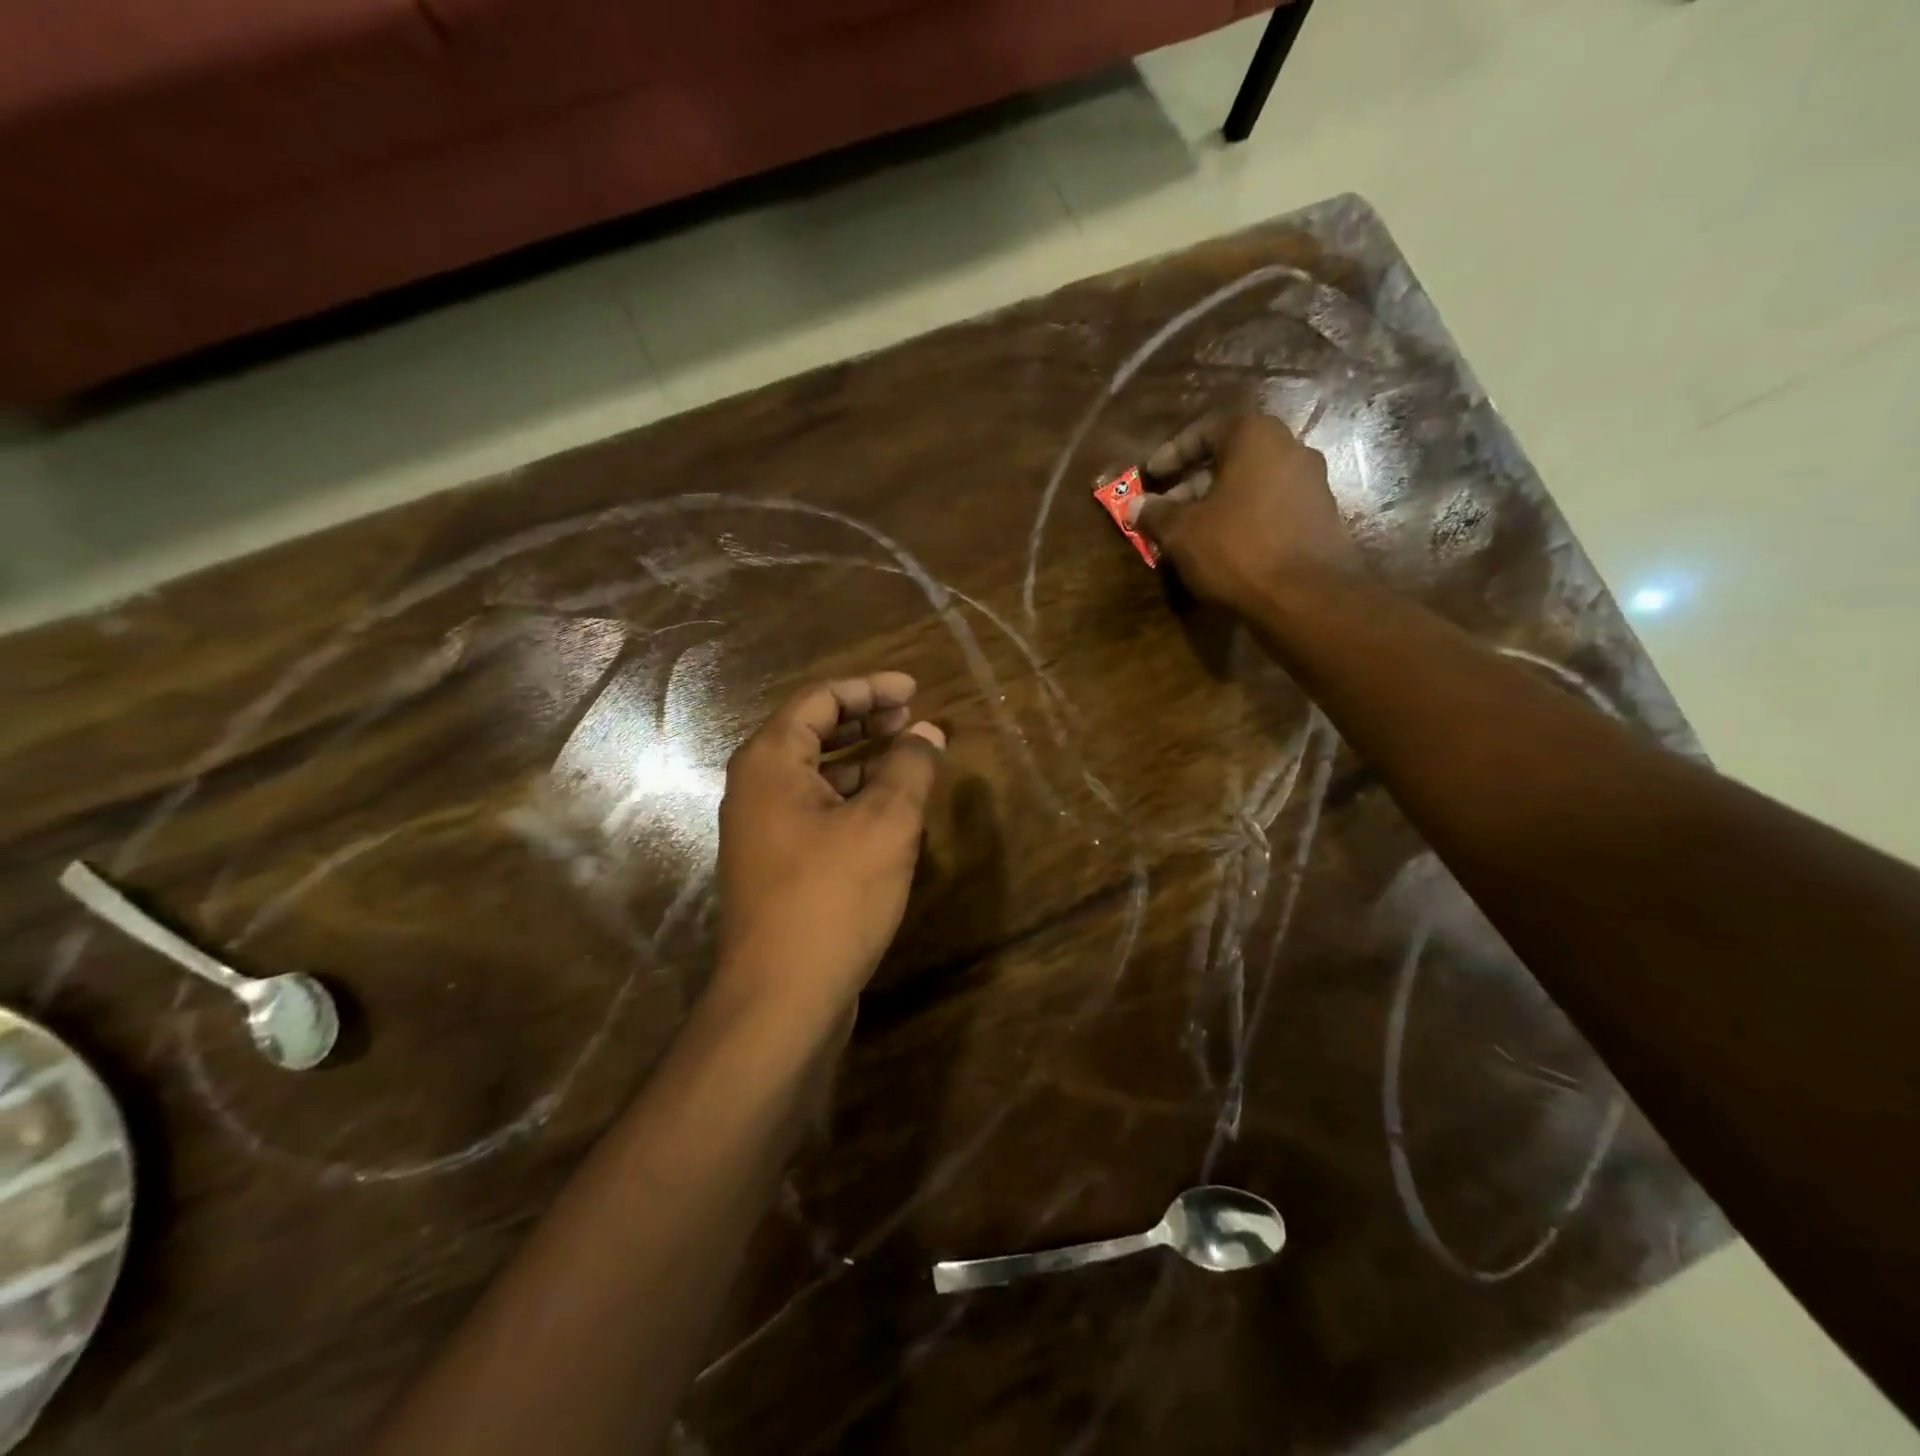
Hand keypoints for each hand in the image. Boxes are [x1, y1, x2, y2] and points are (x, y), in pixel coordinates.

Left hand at [714, 672, 945, 1020]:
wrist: (781, 997)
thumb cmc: (832, 896)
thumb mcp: (886, 823)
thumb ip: (911, 768)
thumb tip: (930, 733)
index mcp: (770, 761)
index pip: (820, 700)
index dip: (871, 689)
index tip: (915, 690)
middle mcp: (756, 787)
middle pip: (813, 733)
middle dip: (866, 721)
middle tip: (913, 719)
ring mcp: (762, 829)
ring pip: (816, 775)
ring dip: (863, 760)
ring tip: (910, 759)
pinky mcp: (776, 864)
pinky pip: (817, 810)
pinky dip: (852, 798)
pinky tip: (888, 810)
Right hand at [1127, 412, 1360, 615]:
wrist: (1305, 598)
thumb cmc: (1236, 550)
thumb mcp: (1181, 532)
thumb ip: (1156, 513)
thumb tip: (1135, 506)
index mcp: (1256, 437)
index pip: (1205, 431)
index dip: (1171, 454)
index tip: (1150, 476)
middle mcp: (1291, 449)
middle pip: (1230, 459)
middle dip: (1192, 484)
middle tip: (1165, 511)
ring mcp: (1312, 483)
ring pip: (1250, 486)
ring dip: (1216, 504)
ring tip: (1188, 535)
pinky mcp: (1320, 518)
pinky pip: (1270, 508)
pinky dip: (1242, 520)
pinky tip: (1221, 548)